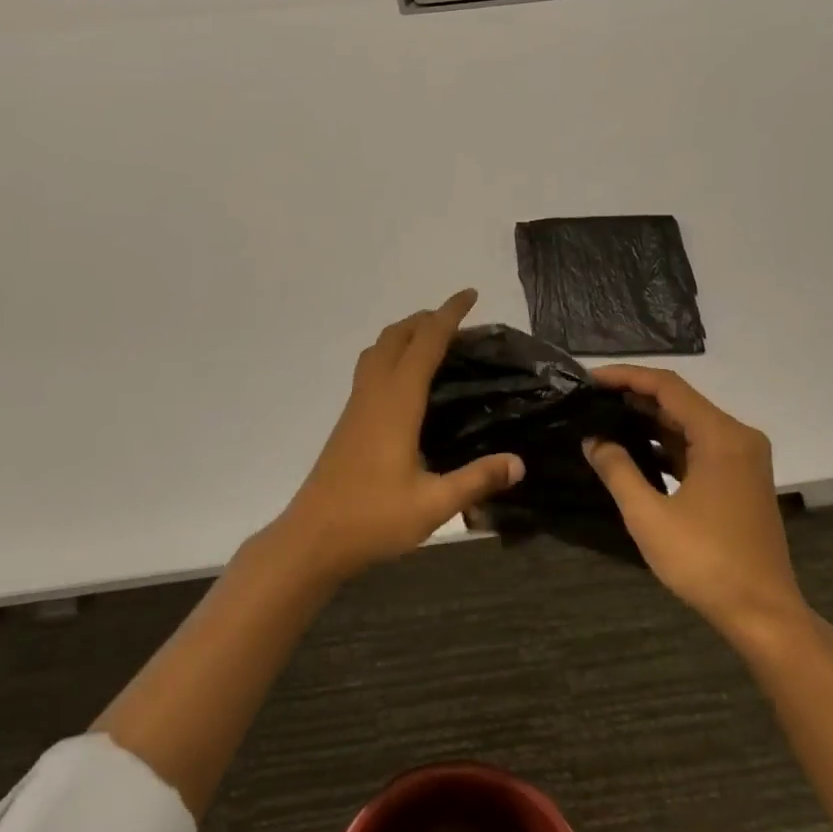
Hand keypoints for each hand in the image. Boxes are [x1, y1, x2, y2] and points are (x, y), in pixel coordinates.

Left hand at [274, 289, 523, 581]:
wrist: (313, 537)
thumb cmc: (373, 518)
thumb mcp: (433, 503)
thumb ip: (477, 480)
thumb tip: (519, 462)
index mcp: (397, 402)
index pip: (425, 342)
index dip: (448, 315)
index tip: (470, 295)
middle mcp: (374, 393)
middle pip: (397, 335)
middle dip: (427, 318)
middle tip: (460, 322)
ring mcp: (356, 405)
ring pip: (378, 349)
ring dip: (405, 333)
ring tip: (434, 342)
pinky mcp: (348, 420)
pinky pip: (370, 368)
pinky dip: (392, 354)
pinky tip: (406, 382)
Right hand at [584, 366, 807, 637]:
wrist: (762, 613)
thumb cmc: (705, 561)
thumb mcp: (648, 516)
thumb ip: (617, 470)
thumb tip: (593, 439)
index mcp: (721, 436)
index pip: (667, 387)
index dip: (625, 377)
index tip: (589, 380)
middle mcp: (737, 437)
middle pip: (679, 401)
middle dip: (634, 397)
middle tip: (590, 400)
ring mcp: (742, 459)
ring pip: (688, 424)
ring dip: (648, 421)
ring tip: (603, 420)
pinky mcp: (739, 479)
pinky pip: (698, 447)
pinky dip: (666, 444)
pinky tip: (634, 451)